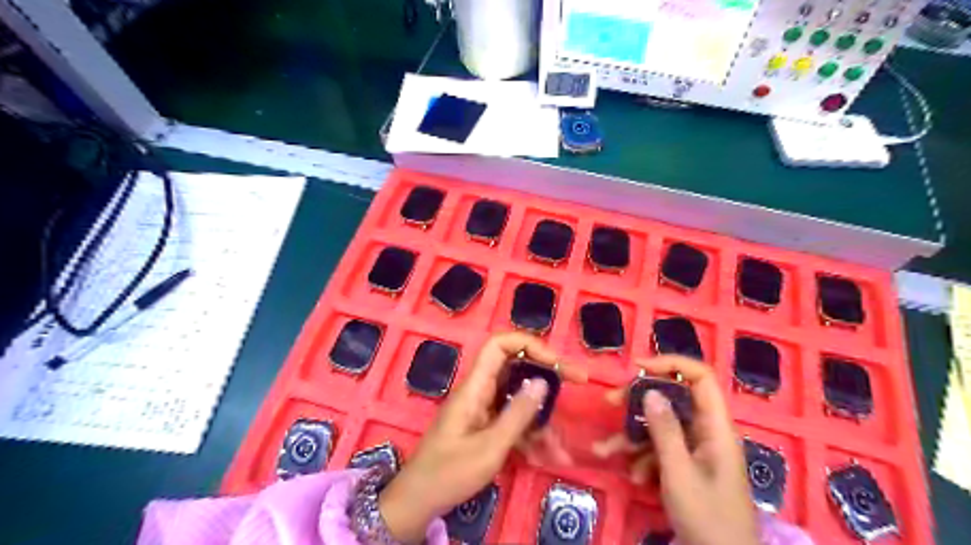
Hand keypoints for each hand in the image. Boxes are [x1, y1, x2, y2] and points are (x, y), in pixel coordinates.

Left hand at [376, 331, 583, 542]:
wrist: (419, 502)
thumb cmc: (449, 473)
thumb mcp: (490, 447)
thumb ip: (517, 414)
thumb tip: (543, 381)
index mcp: (475, 387)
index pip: (499, 346)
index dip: (529, 345)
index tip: (556, 362)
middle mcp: (480, 391)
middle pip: (517, 368)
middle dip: (548, 377)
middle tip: (578, 382)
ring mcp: (484, 409)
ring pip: (520, 399)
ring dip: (542, 420)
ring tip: (560, 450)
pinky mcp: (486, 426)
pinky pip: (514, 421)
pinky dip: (531, 436)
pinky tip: (546, 457)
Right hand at [593, 356, 756, 544]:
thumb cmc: (707, 519)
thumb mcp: (679, 473)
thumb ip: (665, 430)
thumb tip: (651, 391)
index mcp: (716, 427)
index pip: (700, 378)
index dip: (672, 365)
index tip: (638, 368)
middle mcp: (707, 432)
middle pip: (673, 399)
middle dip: (639, 401)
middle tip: (610, 402)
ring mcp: (696, 450)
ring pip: (661, 427)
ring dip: (633, 435)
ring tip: (605, 449)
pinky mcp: (687, 467)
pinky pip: (661, 449)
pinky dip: (642, 457)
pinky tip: (632, 475)